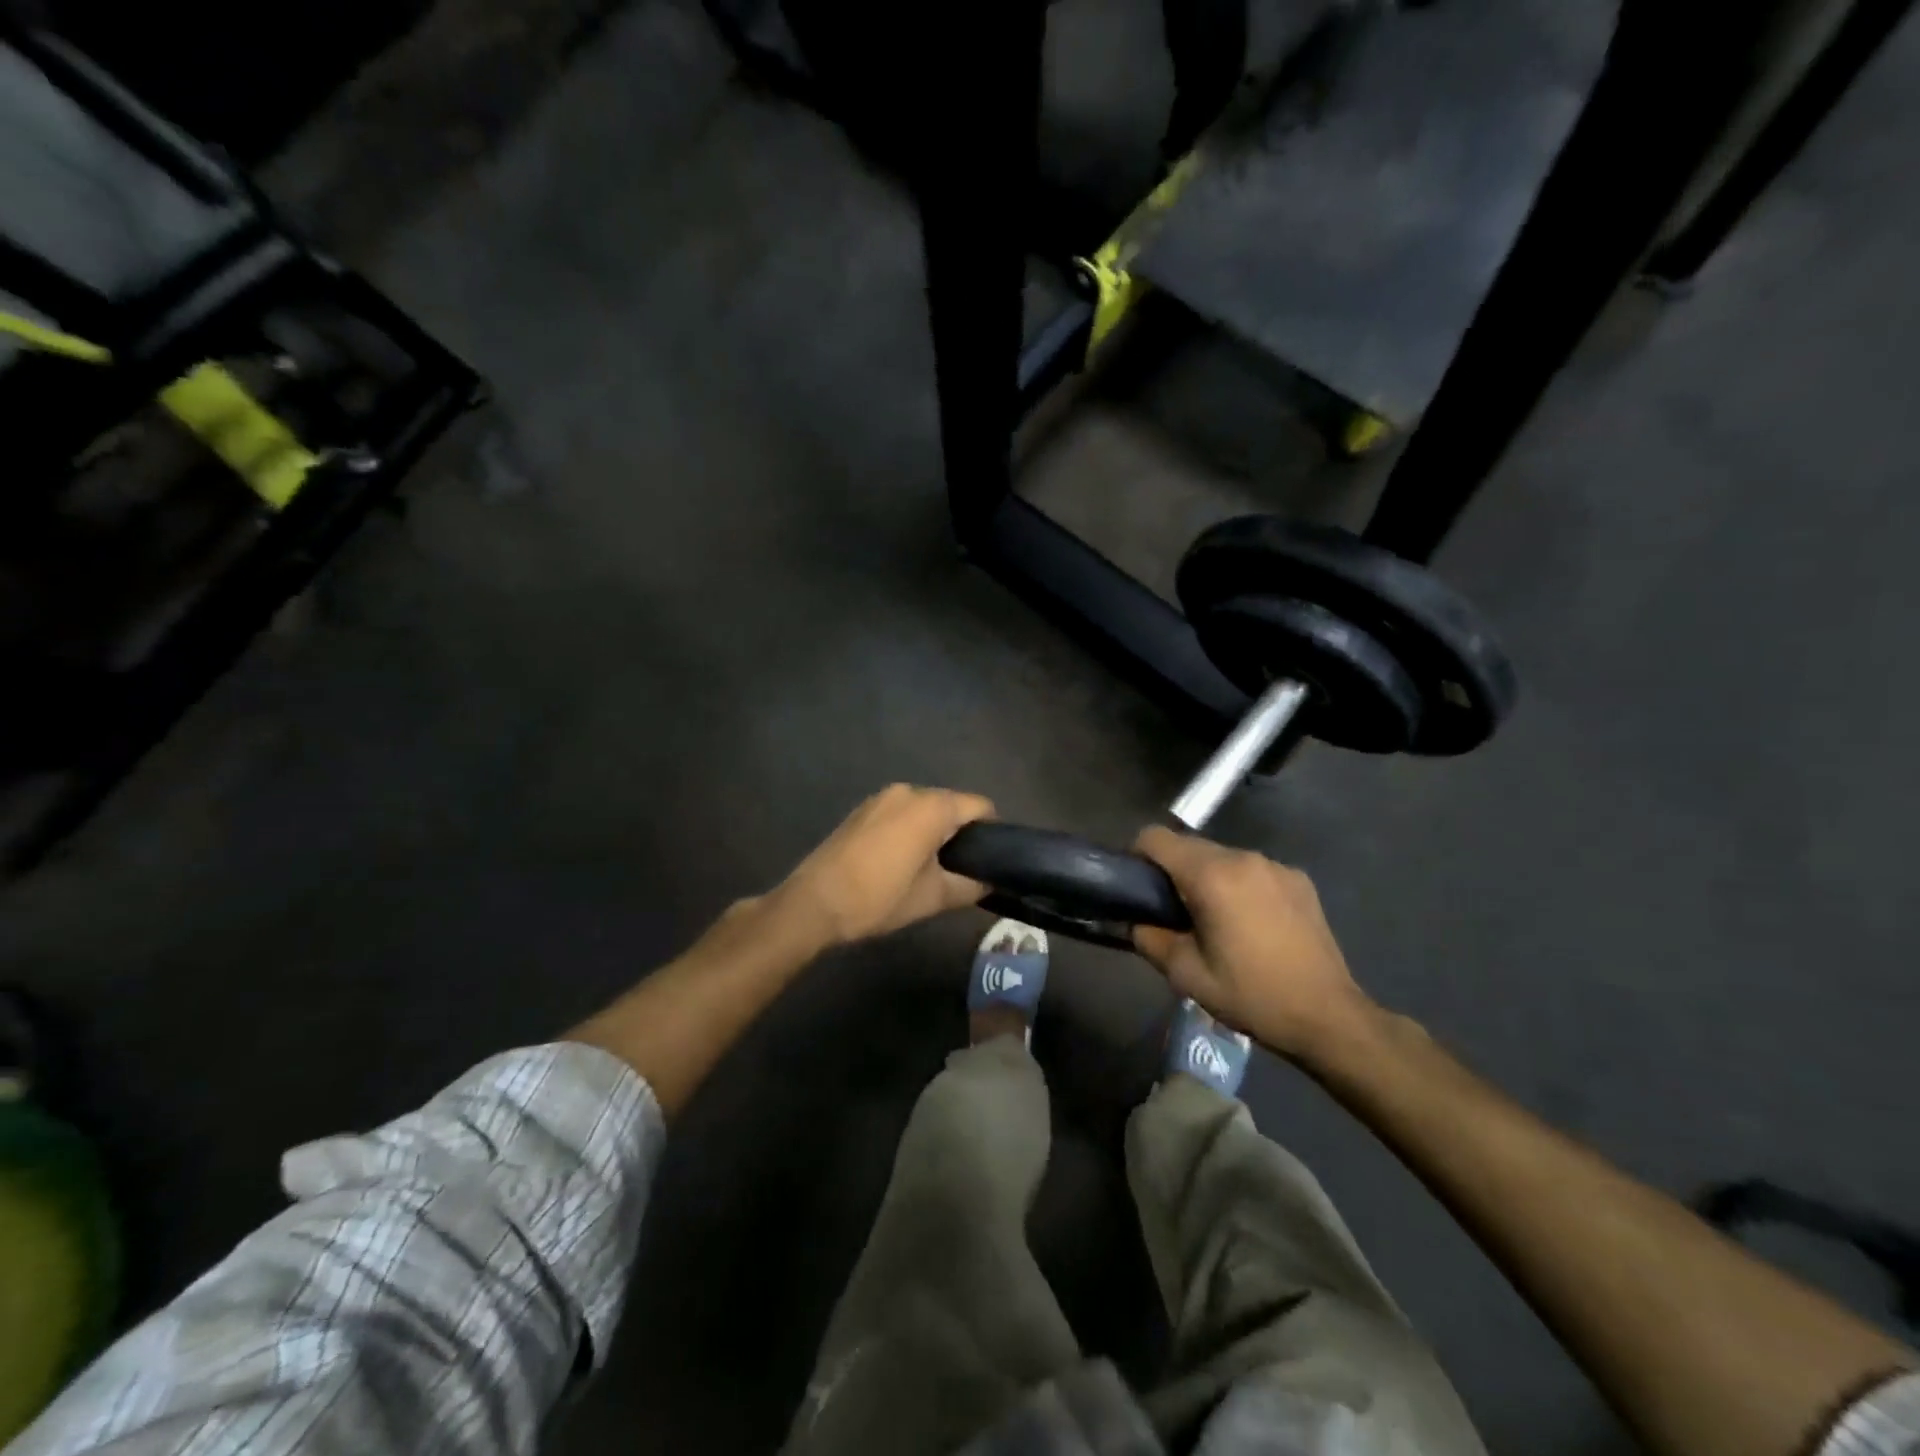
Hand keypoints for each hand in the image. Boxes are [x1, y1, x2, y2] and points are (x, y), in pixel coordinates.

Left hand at [772, 785, 994, 946]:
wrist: (814, 903)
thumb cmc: (879, 897)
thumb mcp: (933, 898)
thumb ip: (970, 886)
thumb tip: (991, 883)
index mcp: (932, 806)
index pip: (980, 806)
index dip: (991, 832)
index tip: (990, 859)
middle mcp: (909, 791)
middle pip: (951, 804)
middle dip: (960, 832)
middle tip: (961, 869)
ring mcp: (881, 797)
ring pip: (924, 809)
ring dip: (933, 831)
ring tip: (929, 867)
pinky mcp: (862, 809)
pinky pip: (900, 813)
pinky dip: (909, 829)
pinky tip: (899, 860)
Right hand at [1132, 826, 1377, 1061]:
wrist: (1328, 1016)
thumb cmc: (1251, 995)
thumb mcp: (1186, 975)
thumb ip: (1149, 938)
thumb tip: (1135, 920)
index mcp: (1212, 876)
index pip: (1156, 837)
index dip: (1137, 856)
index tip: (1136, 885)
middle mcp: (1243, 857)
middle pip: (1190, 846)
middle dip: (1173, 871)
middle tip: (1173, 912)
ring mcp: (1275, 866)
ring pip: (1222, 857)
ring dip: (1208, 878)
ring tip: (1214, 920)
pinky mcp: (1299, 879)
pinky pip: (1252, 870)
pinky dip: (1240, 886)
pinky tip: (1252, 924)